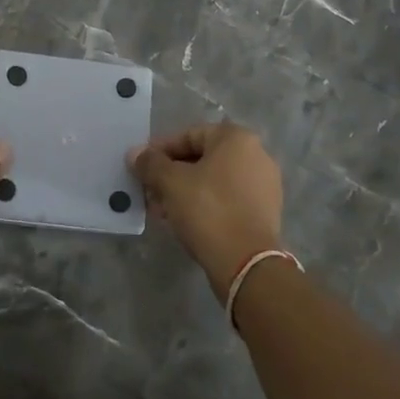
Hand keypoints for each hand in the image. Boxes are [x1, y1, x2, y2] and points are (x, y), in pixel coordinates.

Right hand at [129, 122, 283, 299]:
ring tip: (161, 210)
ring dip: (185, 191)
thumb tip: (135, 153)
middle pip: (202, 158)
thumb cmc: (208, 210)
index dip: (160, 150)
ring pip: (213, 181)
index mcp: (237, 138)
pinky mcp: (264, 212)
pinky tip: (183, 221)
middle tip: (149, 191)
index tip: (141, 167)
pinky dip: (204, 204)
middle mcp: (256, 155)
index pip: (189, 135)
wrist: (246, 263)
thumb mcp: (171, 182)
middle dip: (171, 174)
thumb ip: (151, 163)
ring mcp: (264, 185)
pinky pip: (227, 199)